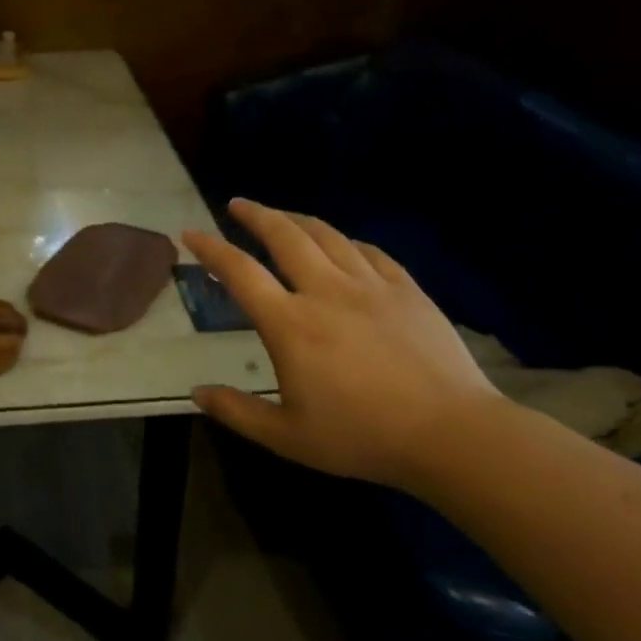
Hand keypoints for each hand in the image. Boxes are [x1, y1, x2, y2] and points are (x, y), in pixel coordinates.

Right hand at [185, 200, 502, 488]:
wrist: (450, 434)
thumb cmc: (362, 437)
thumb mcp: (288, 437)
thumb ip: (237, 412)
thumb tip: (196, 393)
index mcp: (290, 324)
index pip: (240, 272)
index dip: (211, 248)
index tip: (190, 234)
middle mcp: (325, 291)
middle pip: (284, 236)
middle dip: (255, 214)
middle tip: (237, 204)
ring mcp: (370, 286)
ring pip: (327, 235)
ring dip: (297, 219)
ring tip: (282, 216)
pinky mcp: (406, 290)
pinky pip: (369, 252)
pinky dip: (346, 241)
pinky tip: (342, 244)